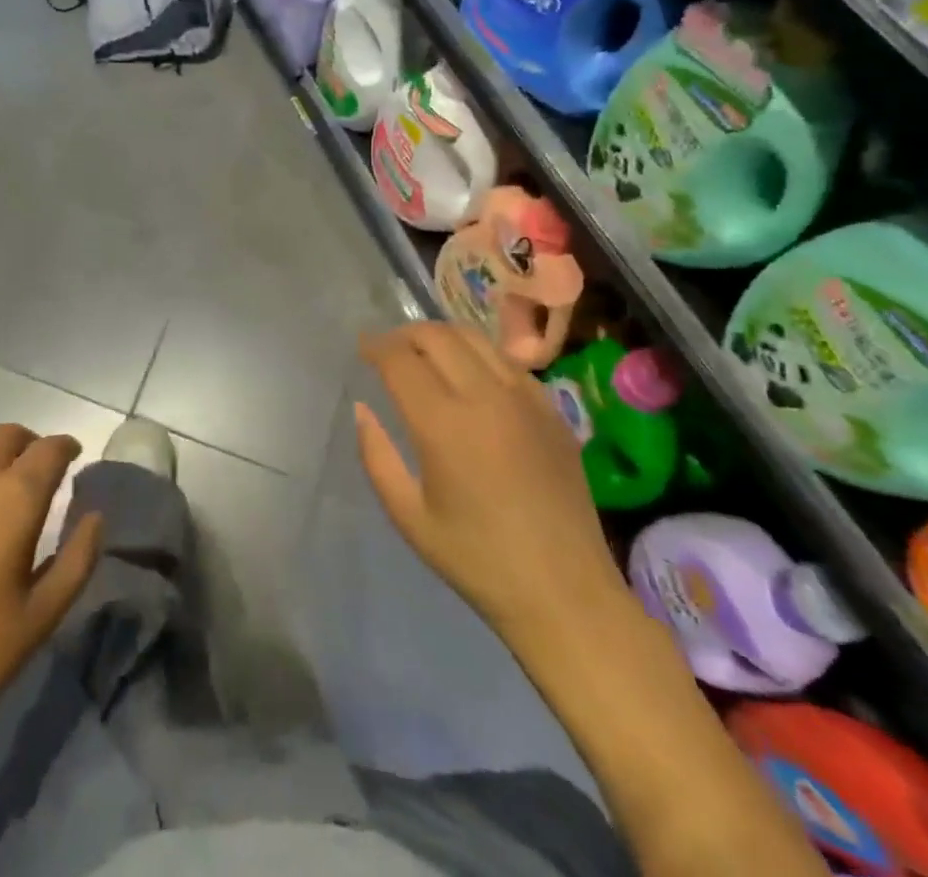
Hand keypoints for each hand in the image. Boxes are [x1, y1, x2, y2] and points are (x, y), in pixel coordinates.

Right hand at [355, 324, 627, 641]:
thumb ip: (377, 456)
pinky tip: (471, 376)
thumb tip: (362, 409)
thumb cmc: (477, 560)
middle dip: (405, 334)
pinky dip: (478, 355)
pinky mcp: (552, 409)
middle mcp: (486, 397)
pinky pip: (507, 361)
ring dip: (441, 337)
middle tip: (388, 349)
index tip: (362, 347)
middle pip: (437, 336)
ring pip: (475, 339)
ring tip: (425, 353)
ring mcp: (525, 399)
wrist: (565, 593)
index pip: (400, 359)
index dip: (375, 346)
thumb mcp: (409, 516)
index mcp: (444, 424)